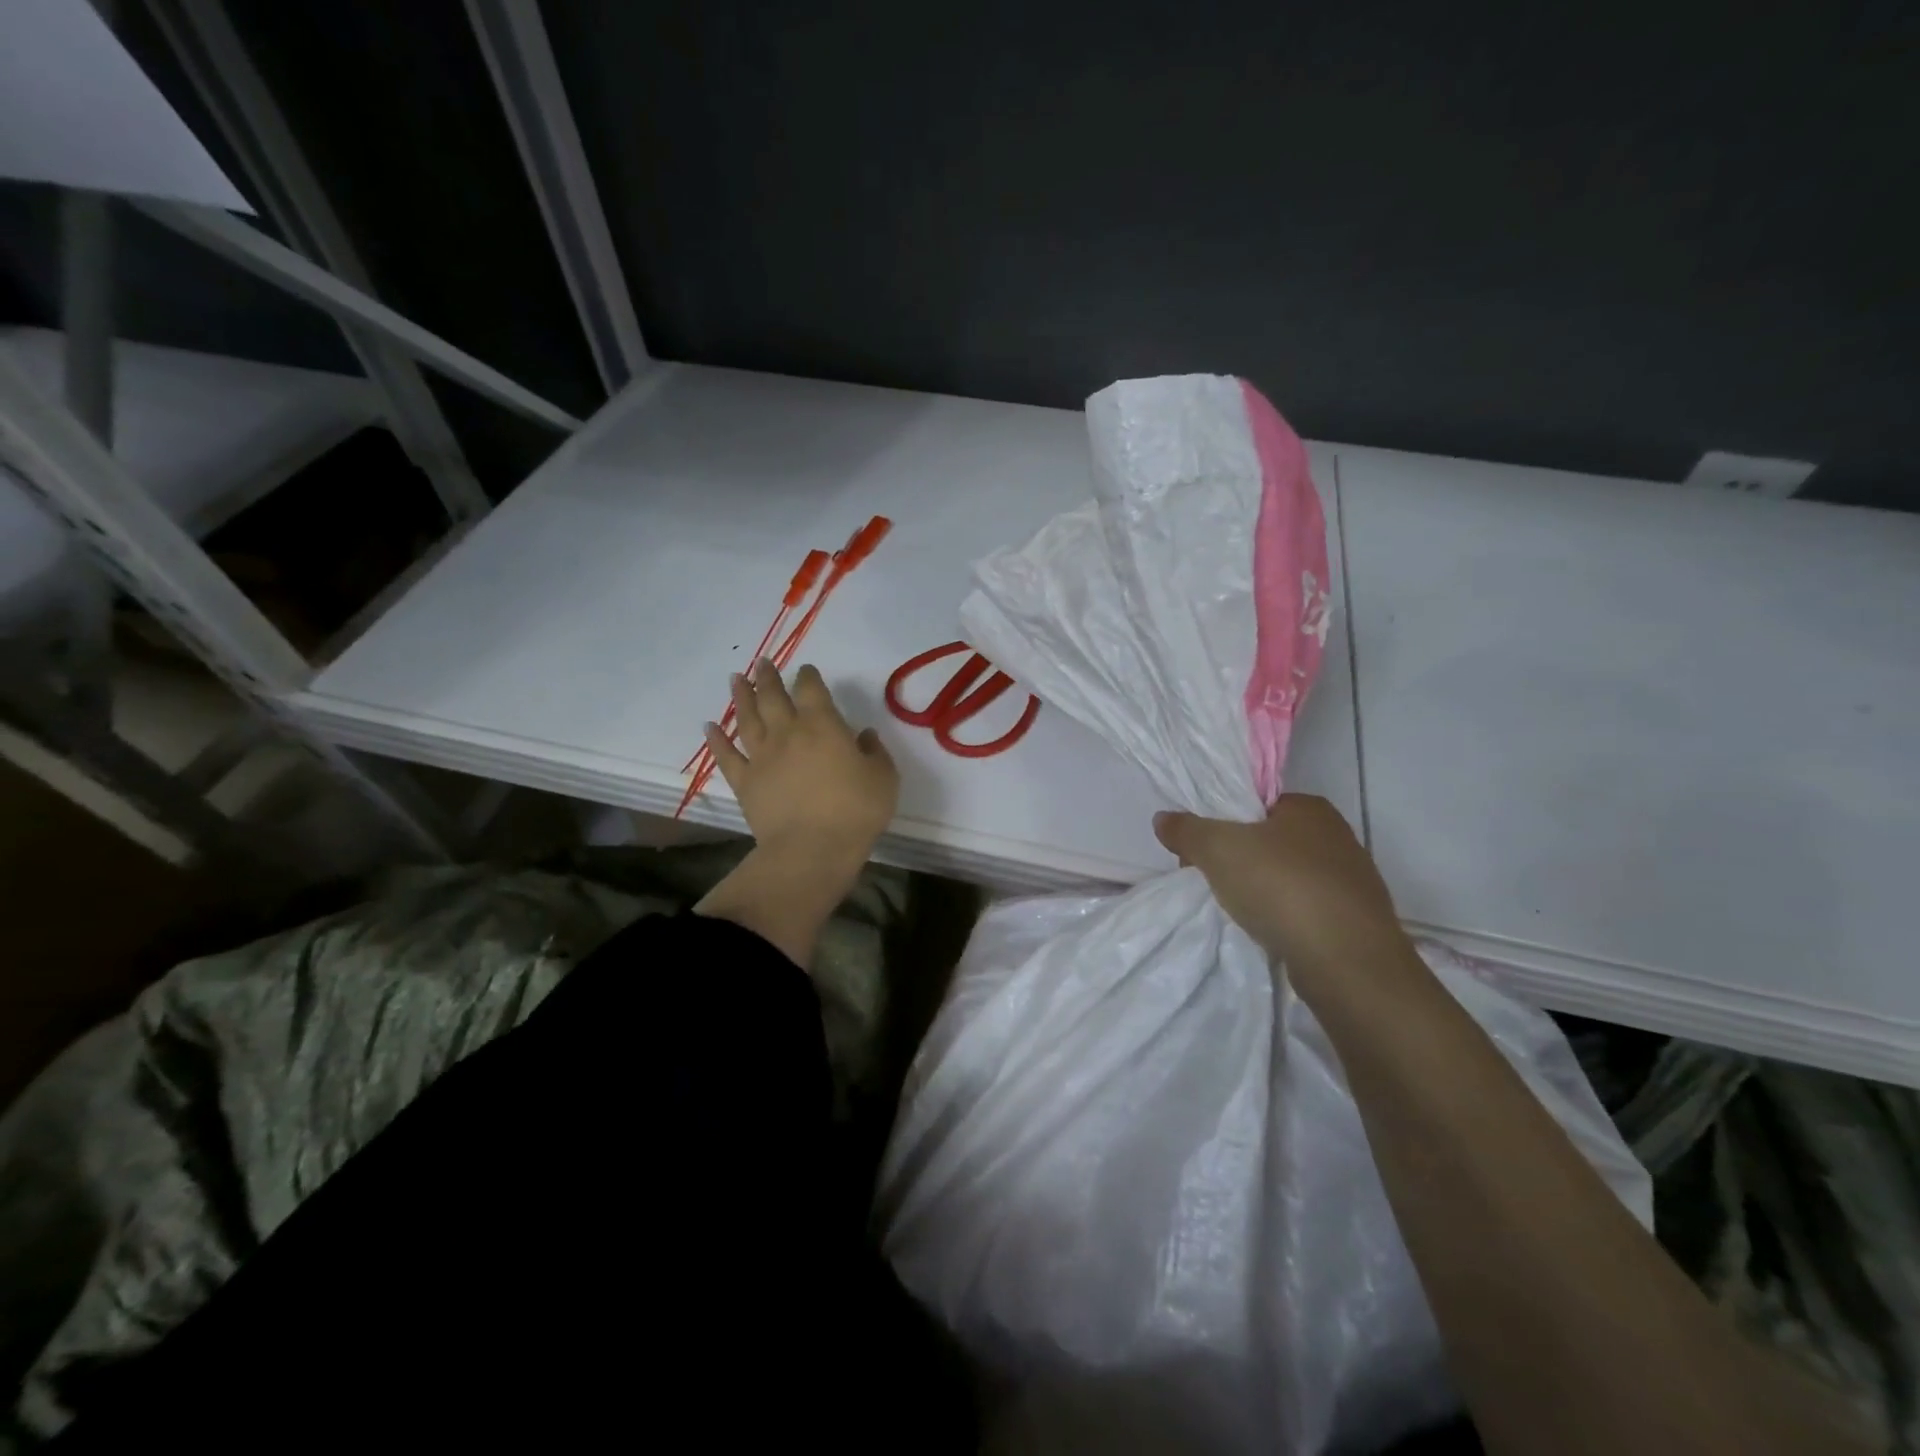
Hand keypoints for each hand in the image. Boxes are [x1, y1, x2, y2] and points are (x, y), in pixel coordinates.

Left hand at [704, 659, 898, 866]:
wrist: (811, 850)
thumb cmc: (855, 811)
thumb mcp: (883, 778)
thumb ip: (875, 752)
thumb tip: (864, 735)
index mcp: (822, 725)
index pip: (811, 689)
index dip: (808, 676)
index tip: (806, 670)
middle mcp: (787, 733)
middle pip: (773, 697)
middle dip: (767, 677)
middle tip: (762, 663)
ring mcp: (762, 757)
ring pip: (747, 718)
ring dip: (741, 697)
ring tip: (736, 679)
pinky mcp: (744, 782)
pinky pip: (726, 756)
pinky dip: (717, 739)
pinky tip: (710, 726)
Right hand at [1153, 795, 1413, 995]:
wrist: (1347, 963)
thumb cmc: (1282, 888)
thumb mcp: (1218, 849)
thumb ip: (1186, 830)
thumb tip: (1163, 819)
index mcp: (1310, 808)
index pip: (1256, 804)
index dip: (1222, 823)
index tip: (1200, 850)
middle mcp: (1337, 837)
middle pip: (1270, 840)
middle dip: (1238, 859)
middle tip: (1211, 881)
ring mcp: (1351, 881)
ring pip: (1288, 877)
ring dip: (1262, 890)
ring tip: (1238, 910)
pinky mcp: (1355, 920)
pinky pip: (1306, 909)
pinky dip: (1284, 916)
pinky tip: (1268, 931)